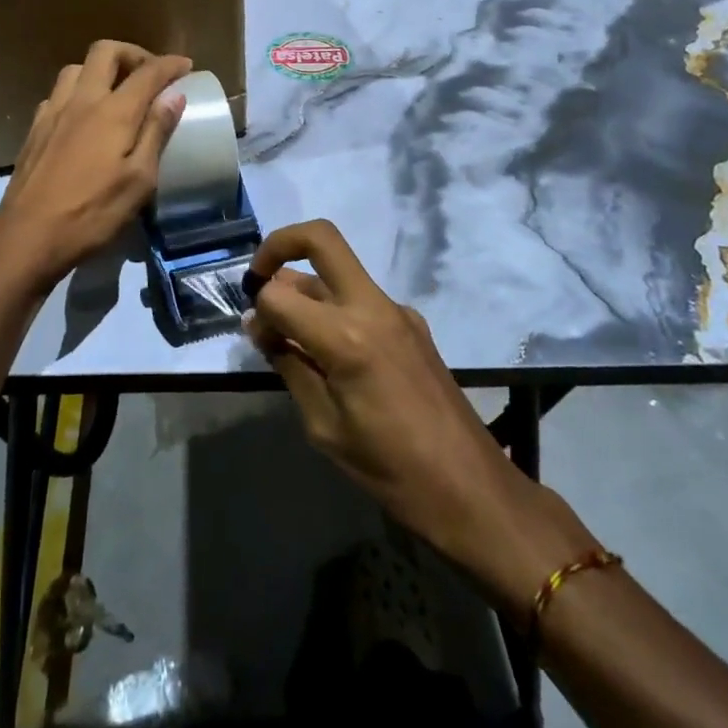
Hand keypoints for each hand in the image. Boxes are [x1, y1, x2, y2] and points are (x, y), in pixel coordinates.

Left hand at [0, 41, 191, 297]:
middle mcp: (81, 100)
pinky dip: (78, 91)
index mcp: (113, 112)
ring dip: (101, 69)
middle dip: (133, 53)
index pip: (147, 72)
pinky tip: (84, 116)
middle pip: (106, 51)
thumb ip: (156, 132)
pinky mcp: (35, 129)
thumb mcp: (139, 180)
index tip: (186, 65)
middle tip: (150, 73)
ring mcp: (53, 112)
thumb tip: (174, 95)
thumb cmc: (92, 213)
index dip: (170, 64)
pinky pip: (58, 93)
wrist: (27, 236)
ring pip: (77, 68)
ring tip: (117, 91)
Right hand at [244, 220, 598, 607]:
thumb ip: (289, 364)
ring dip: (306, 283)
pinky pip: (360, 298)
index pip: (280, 295)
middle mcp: (372, 307)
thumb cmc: (390, 469)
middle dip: (280, 244)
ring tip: (287, 329)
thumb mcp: (324, 426)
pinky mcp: (411, 323)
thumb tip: (260, 326)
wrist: (471, 490)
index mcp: (347, 337)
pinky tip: (326, 351)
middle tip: (259, 278)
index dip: (258, 311)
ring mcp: (397, 311)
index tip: (256, 337)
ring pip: (339, 268)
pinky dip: (332, 307)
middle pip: (321, 238)